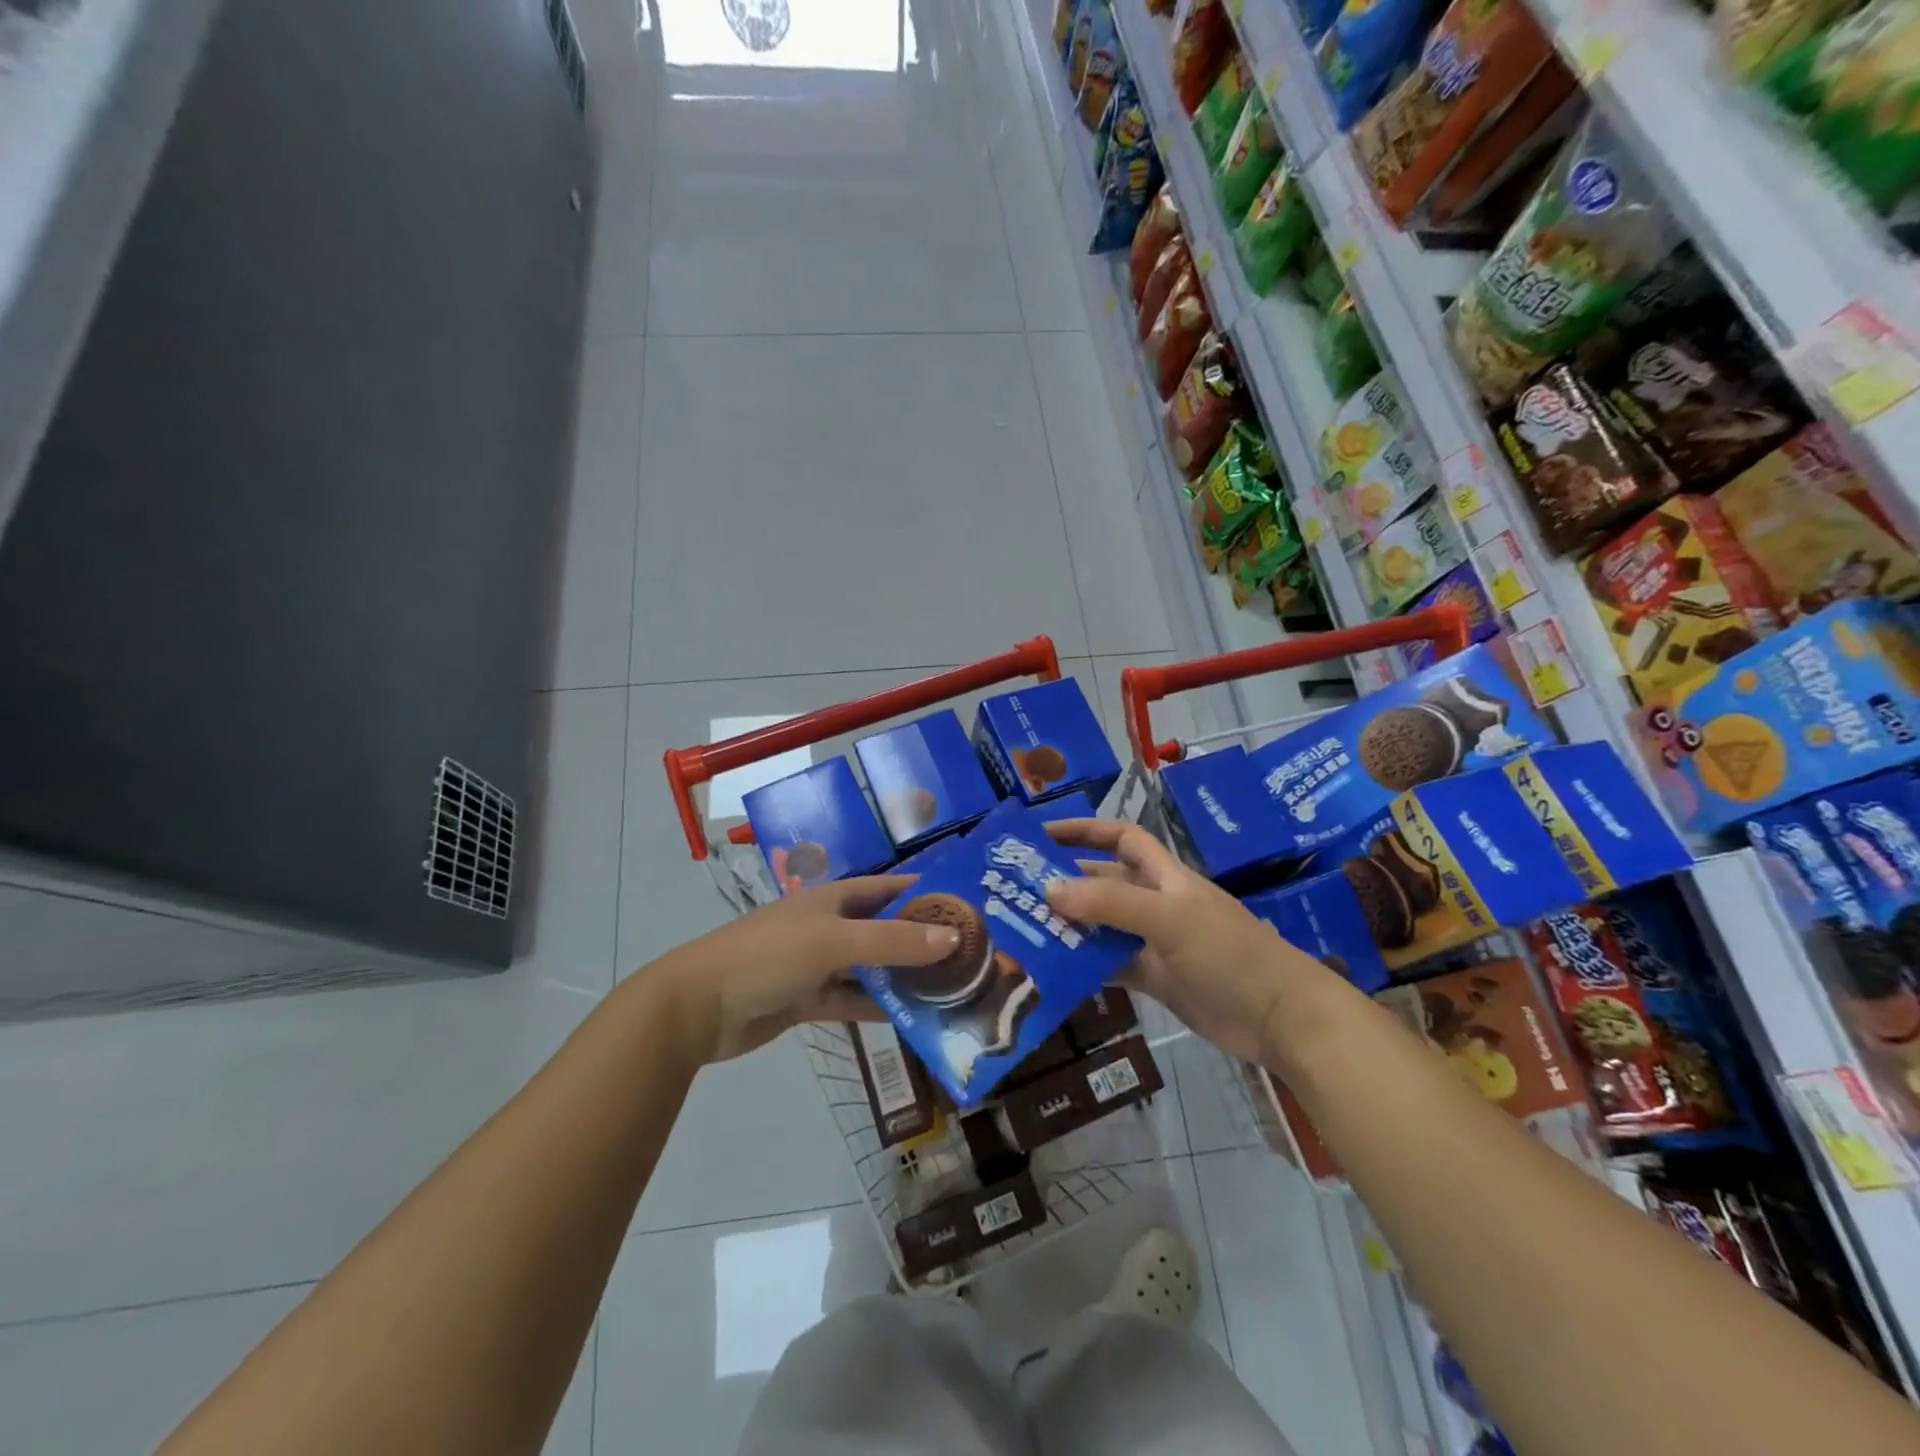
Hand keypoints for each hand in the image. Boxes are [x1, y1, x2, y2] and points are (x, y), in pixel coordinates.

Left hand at [657, 876, 959, 1063]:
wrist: (699, 1006)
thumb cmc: (770, 955)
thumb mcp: (835, 941)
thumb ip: (893, 941)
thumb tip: (952, 938)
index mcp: (834, 899)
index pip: (889, 888)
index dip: (924, 893)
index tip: (967, 905)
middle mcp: (830, 926)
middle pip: (884, 930)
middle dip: (921, 940)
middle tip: (970, 955)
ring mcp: (818, 965)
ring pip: (871, 969)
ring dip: (903, 978)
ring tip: (951, 991)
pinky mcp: (808, 1000)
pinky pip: (852, 1001)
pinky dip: (877, 1009)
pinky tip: (912, 1020)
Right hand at [1043, 818, 1338, 1067]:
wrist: (1279, 1017)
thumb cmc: (1228, 953)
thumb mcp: (1169, 919)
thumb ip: (1110, 905)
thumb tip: (1049, 890)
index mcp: (1164, 876)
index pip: (1120, 838)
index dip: (1083, 830)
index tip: (1041, 835)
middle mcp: (1156, 902)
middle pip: (1104, 883)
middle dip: (1065, 883)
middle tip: (1016, 892)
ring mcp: (1155, 942)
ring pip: (1103, 926)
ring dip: (1070, 927)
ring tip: (1025, 931)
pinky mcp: (1157, 979)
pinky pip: (1112, 965)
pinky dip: (1085, 966)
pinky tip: (1055, 972)